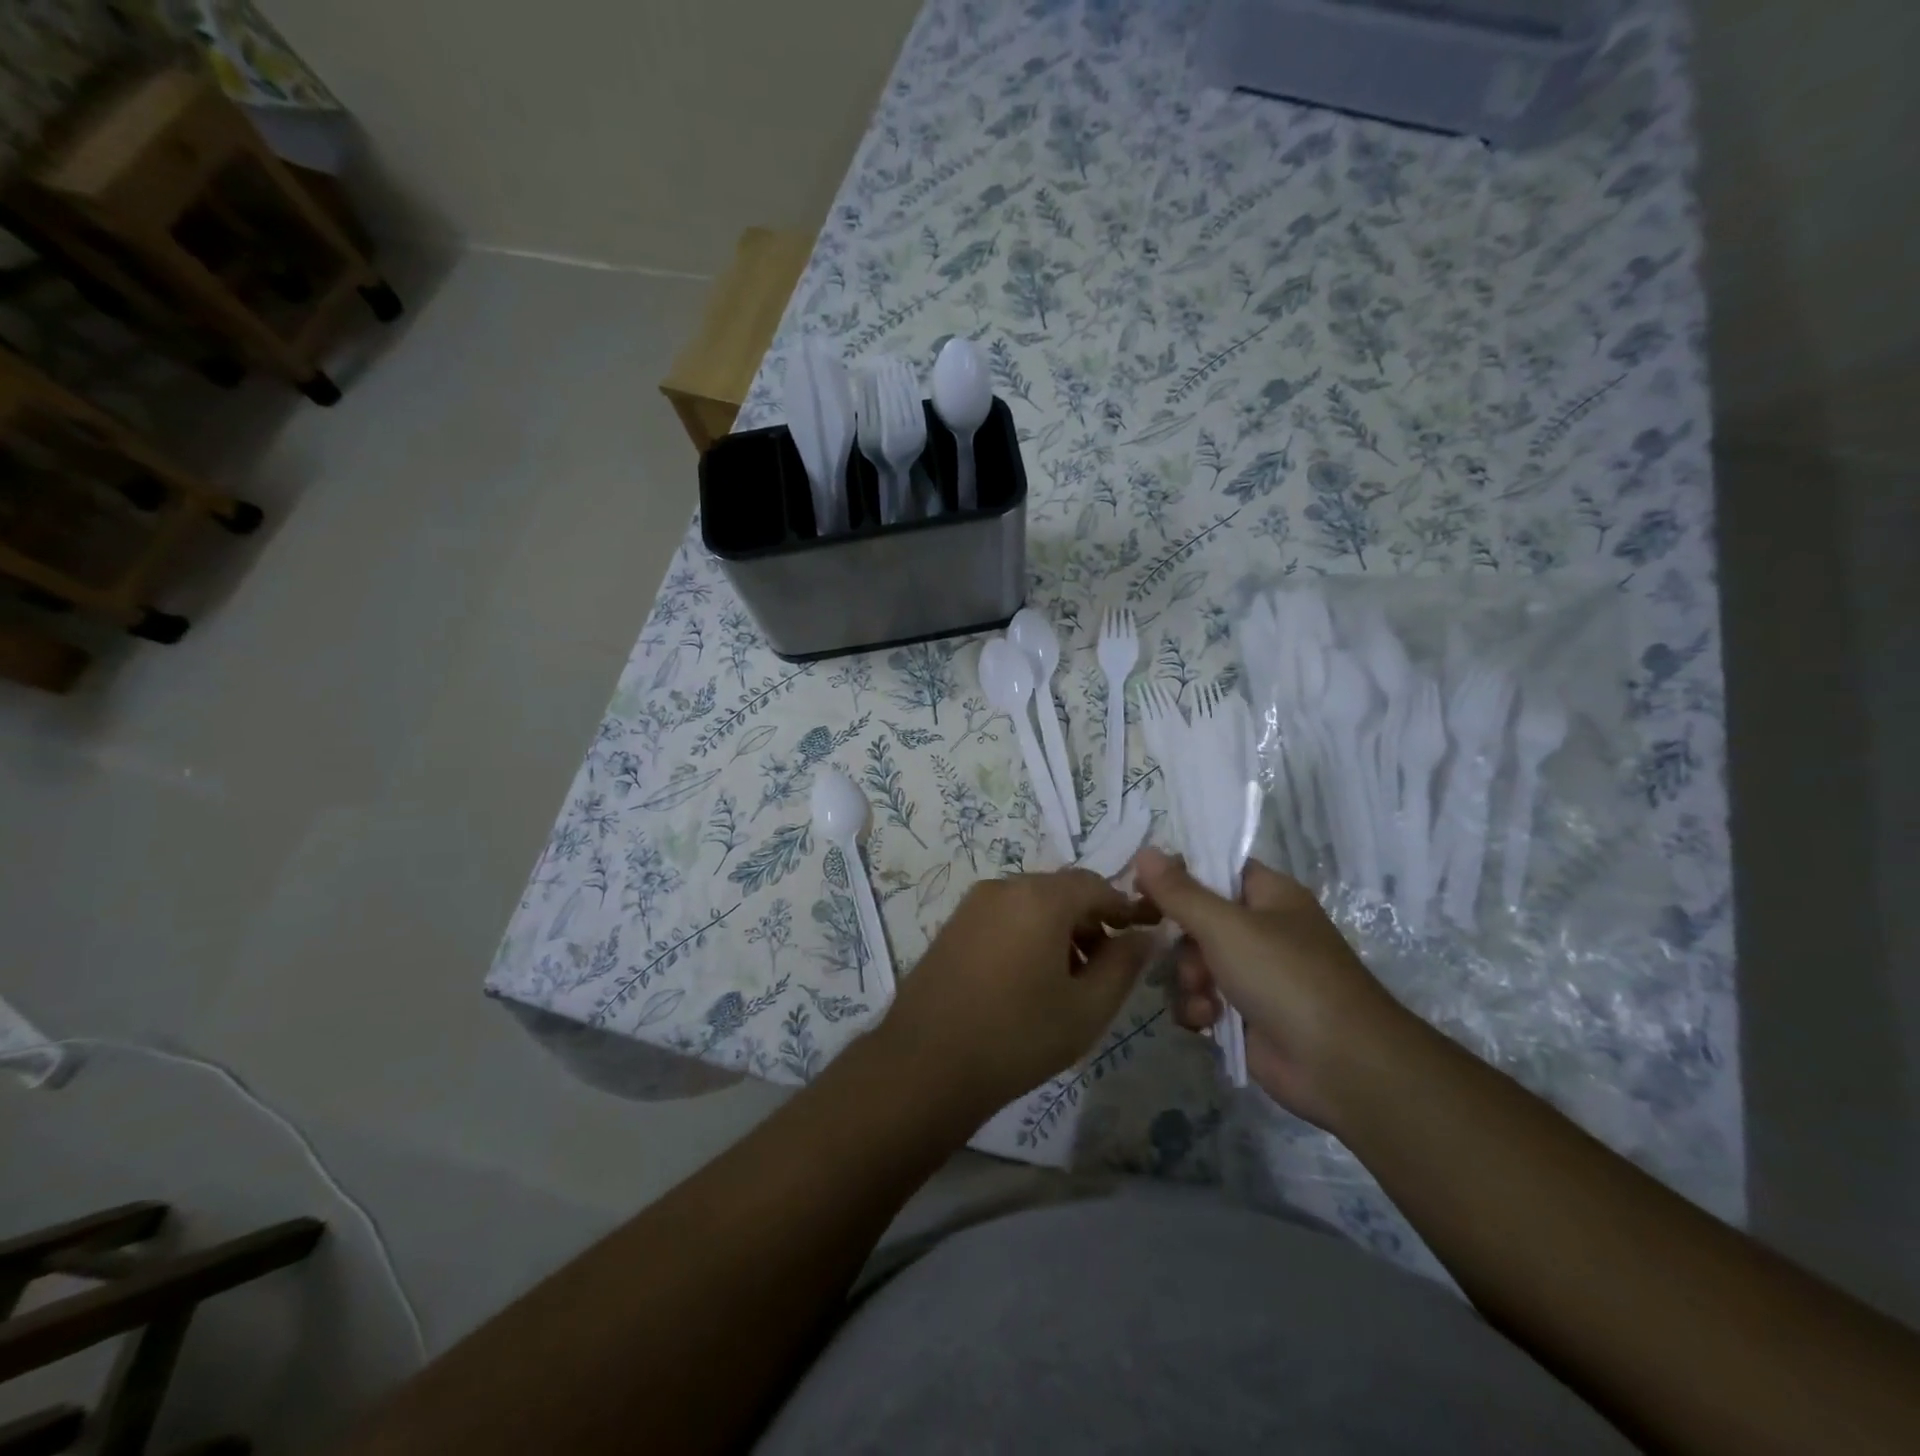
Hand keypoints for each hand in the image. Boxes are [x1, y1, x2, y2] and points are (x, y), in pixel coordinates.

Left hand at [882, 869, 1159, 1115]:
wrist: (926, 1063)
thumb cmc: (1018, 1035)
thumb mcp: (1087, 1008)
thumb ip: (1123, 965)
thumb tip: (1144, 936)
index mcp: (1040, 897)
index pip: (1095, 885)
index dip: (1123, 909)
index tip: (1140, 938)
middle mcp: (1004, 887)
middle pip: (1061, 892)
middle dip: (1090, 922)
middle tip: (1104, 970)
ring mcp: (973, 904)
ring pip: (1031, 904)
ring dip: (1059, 930)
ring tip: (1068, 982)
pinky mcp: (952, 925)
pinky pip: (1004, 917)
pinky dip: (1027, 935)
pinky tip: (1028, 981)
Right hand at [1132, 848, 1408, 1127]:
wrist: (1341, 1066)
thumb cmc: (1286, 977)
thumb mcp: (1225, 926)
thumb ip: (1179, 892)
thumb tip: (1144, 852)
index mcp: (1269, 895)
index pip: (1214, 869)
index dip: (1178, 876)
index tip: (1142, 888)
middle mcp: (1262, 929)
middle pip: (1197, 919)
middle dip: (1183, 942)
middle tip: (1182, 954)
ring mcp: (1254, 974)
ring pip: (1194, 963)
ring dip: (1188, 980)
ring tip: (1204, 998)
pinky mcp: (1246, 1015)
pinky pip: (1203, 999)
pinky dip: (1199, 1009)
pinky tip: (1208, 1022)